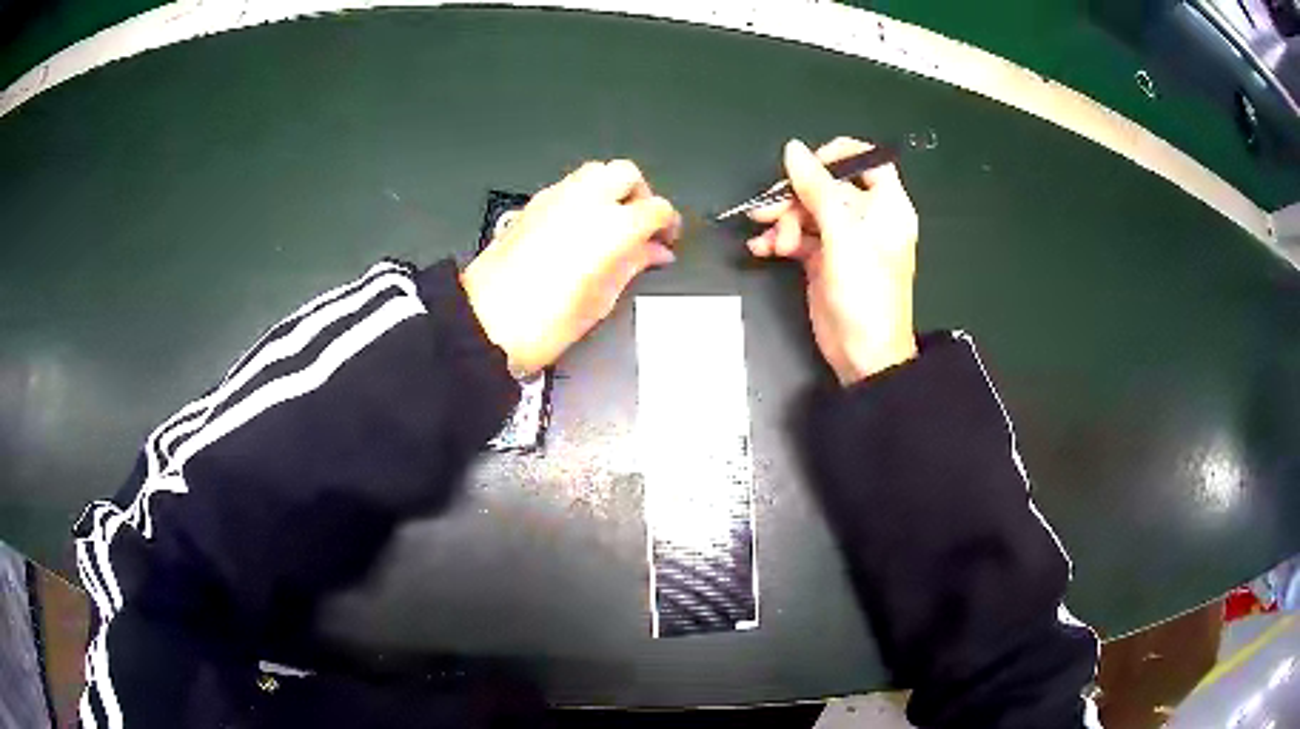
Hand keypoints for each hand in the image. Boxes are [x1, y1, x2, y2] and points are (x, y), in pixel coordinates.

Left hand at [461, 160, 680, 376]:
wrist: (484, 323)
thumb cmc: (546, 322)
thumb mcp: (601, 300)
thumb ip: (633, 265)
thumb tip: (655, 251)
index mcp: (612, 226)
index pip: (656, 208)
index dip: (668, 224)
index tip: (666, 242)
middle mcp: (585, 200)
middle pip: (626, 173)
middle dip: (640, 194)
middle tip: (640, 226)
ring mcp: (555, 197)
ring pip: (596, 171)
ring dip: (611, 189)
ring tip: (610, 223)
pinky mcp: (532, 204)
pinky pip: (569, 185)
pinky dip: (584, 196)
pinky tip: (580, 226)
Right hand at [747, 138, 918, 385]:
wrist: (862, 355)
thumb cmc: (865, 291)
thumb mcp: (843, 235)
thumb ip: (817, 189)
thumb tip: (792, 148)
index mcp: (886, 205)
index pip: (867, 160)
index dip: (837, 156)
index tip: (807, 166)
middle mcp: (866, 216)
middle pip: (826, 185)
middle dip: (796, 196)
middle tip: (771, 210)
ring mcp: (843, 238)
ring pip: (807, 210)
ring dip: (782, 220)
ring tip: (770, 241)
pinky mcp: (822, 258)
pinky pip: (797, 236)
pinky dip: (778, 239)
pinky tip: (761, 249)